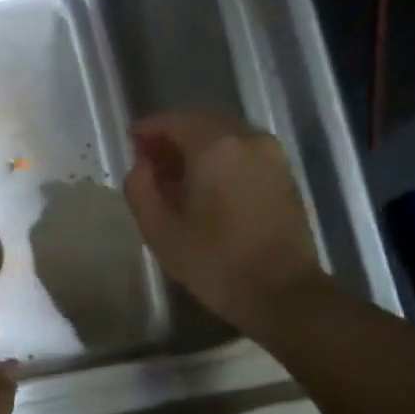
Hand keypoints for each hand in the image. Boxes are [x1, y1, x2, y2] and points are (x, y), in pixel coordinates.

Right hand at [123, 111, 323, 331]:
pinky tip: (205, 188)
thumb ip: (140, 190)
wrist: (282, 292)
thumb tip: (140, 167)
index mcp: (215, 147)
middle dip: (173, 138)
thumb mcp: (161, 232)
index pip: (174, 120)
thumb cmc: (215, 263)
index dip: (149, 129)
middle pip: (202, 123)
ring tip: (175, 178)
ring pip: (225, 137)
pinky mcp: (283, 175)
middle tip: (149, 162)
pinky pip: (243, 153)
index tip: (131, 143)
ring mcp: (271, 155)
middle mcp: (247, 139)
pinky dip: (219, 160)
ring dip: (197, 149)